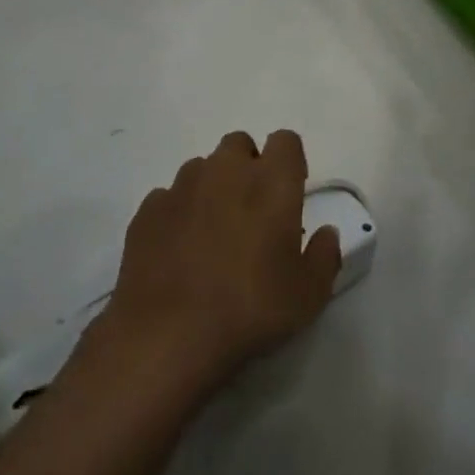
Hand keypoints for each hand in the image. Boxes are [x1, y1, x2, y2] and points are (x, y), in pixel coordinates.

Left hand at [101, 130, 341, 394]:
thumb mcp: (308, 295)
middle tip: (252, 212)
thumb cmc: (250, 309)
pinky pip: (169, 197)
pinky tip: (178, 250)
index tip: (290, 193)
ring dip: (212, 188)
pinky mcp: (148, 209)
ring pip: (202, 168)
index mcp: (271, 181)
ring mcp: (181, 186)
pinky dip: (178, 213)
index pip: (286, 141)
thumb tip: (326, 233)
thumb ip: (323, 256)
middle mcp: (225, 171)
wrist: (167, 333)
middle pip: (239, 145)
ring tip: (212, 234)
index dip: (290, 162)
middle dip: (248, 167)